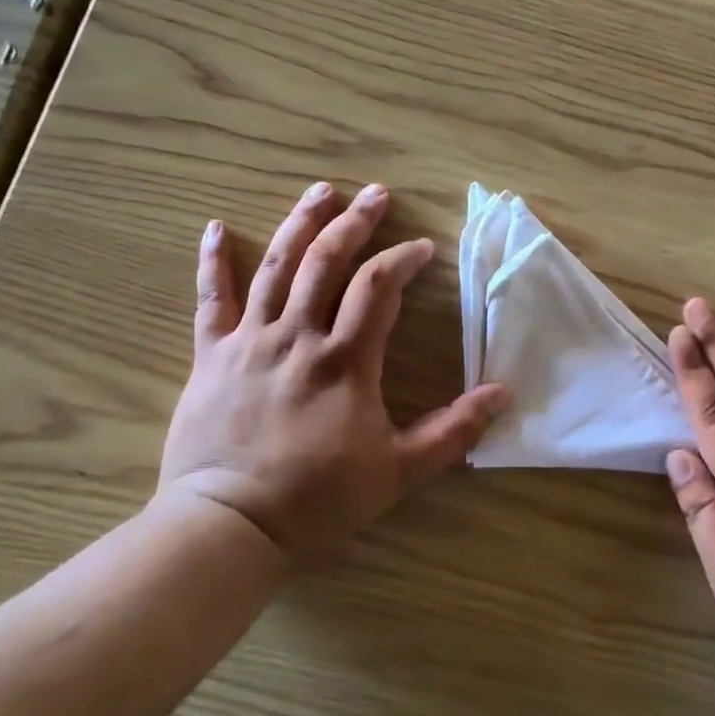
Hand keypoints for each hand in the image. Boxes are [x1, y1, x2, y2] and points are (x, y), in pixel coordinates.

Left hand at [158, 182, 510, 563]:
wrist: (229, 525)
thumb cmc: (319, 497)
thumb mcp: (400, 470)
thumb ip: (454, 431)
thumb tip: (504, 393)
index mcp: (345, 360)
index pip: (379, 288)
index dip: (403, 259)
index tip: (422, 248)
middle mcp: (297, 336)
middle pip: (327, 261)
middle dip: (355, 223)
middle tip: (376, 194)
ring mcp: (250, 341)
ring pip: (276, 267)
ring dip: (300, 224)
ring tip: (320, 190)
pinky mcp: (211, 356)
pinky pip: (210, 299)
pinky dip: (213, 261)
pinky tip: (216, 228)